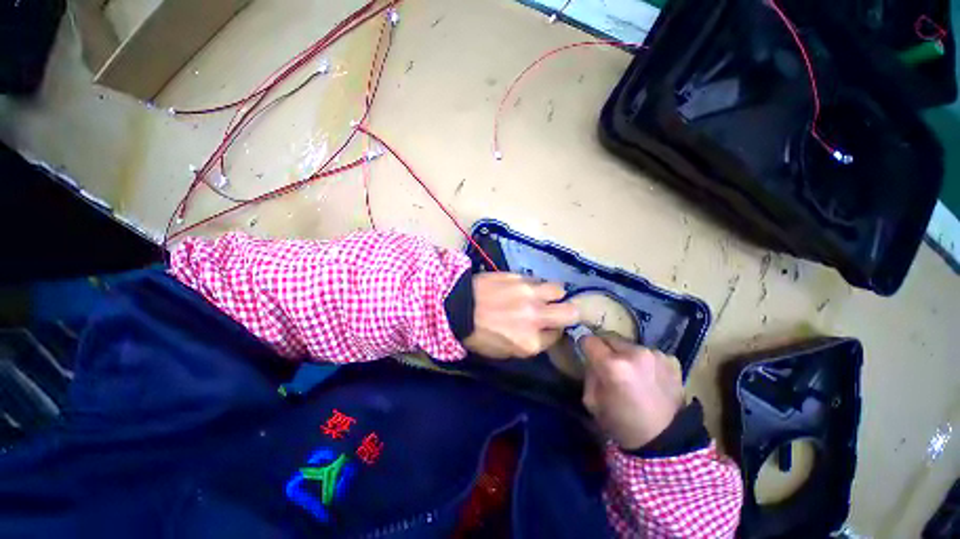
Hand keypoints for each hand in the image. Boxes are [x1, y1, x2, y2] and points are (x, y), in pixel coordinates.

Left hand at [464, 273, 579, 358]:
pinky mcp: (519, 277)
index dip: (553, 331)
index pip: (557, 336)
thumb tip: (541, 333)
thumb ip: (528, 343)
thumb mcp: (503, 351)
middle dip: (567, 312)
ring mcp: (529, 294)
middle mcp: (536, 317)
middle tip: (556, 310)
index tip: (547, 327)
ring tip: (540, 295)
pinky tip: (521, 287)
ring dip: (552, 294)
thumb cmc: (477, 334)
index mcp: (530, 342)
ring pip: (558, 289)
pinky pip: (536, 280)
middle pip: (570, 312)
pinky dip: (533, 285)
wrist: (456, 307)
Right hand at [581, 334, 684, 449]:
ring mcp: (655, 355)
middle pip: (610, 338)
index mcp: (612, 365)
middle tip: (609, 366)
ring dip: (625, 355)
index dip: (585, 346)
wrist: (666, 442)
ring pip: (629, 345)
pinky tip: (649, 378)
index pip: (589, 340)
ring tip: (632, 374)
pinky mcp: (671, 360)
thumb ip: (589, 374)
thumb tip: (591, 359)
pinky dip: (644, 361)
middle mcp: (634, 353)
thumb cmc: (623, 424)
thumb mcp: (592, 401)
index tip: (587, 353)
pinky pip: (648, 353)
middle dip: (606, 349)